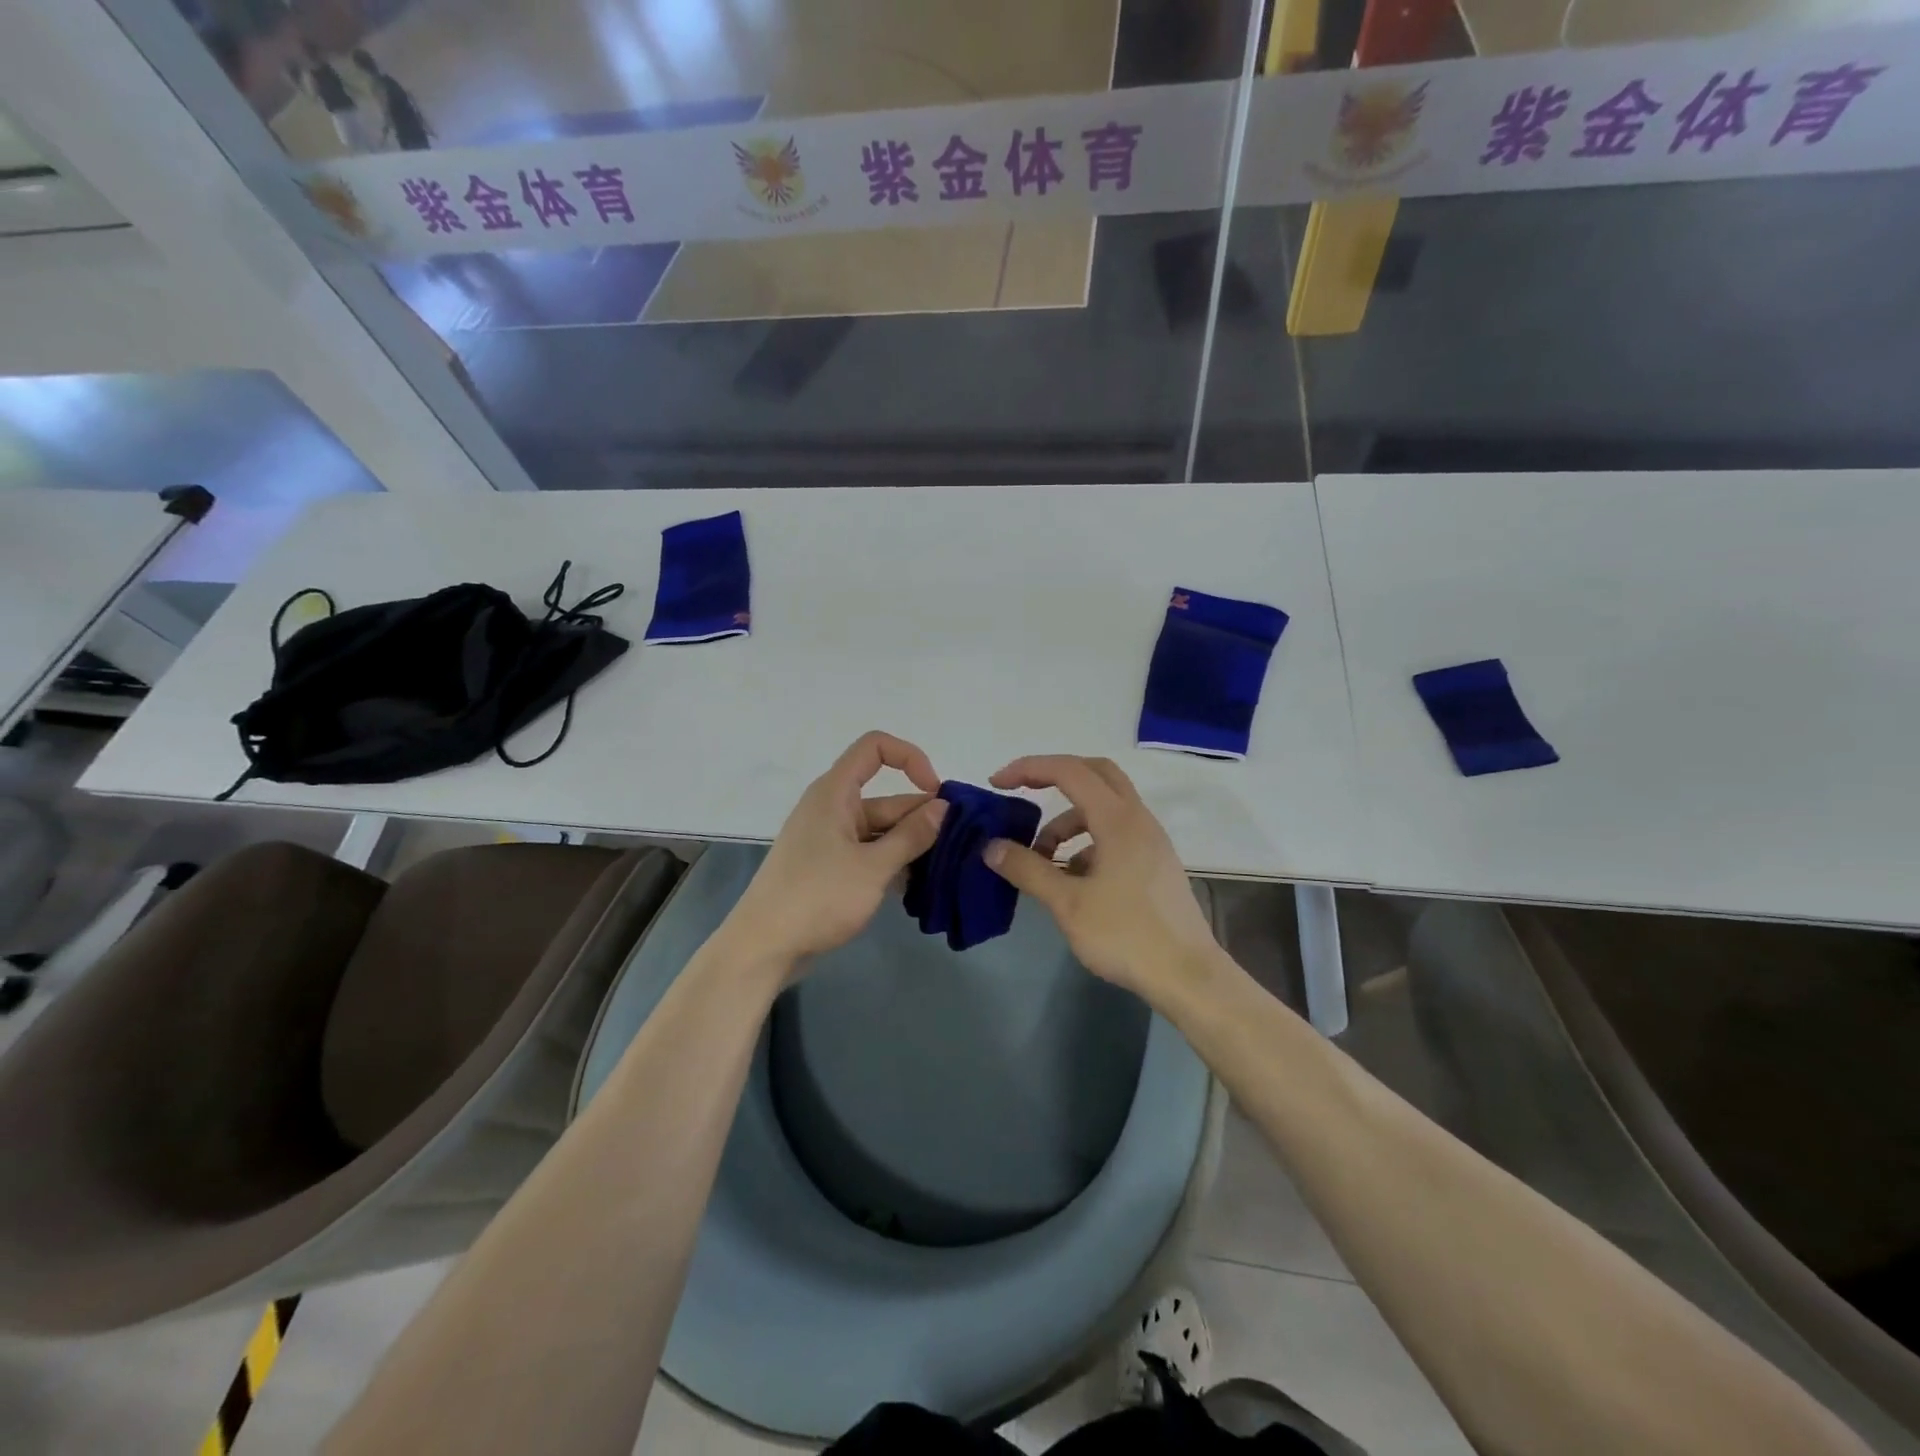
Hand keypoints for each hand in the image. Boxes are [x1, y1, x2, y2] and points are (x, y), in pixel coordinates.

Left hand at [720, 732, 947, 980]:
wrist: (763, 947)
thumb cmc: (817, 897)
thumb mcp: (873, 867)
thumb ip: (911, 836)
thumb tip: (943, 807)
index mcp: (835, 793)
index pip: (875, 748)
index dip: (910, 758)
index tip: (936, 793)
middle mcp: (832, 808)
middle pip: (886, 798)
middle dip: (922, 817)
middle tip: (960, 845)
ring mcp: (830, 840)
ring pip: (881, 830)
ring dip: (911, 845)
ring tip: (947, 869)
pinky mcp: (829, 868)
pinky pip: (869, 853)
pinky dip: (892, 864)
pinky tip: (918, 886)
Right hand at [983, 755, 1221, 1007]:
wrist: (1188, 977)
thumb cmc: (1126, 935)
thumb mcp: (1068, 904)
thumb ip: (1028, 869)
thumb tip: (991, 847)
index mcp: (1118, 819)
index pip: (1069, 771)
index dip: (1029, 769)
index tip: (998, 784)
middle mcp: (1138, 819)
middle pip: (1094, 774)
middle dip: (1053, 777)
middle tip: (1021, 794)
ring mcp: (1150, 840)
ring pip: (1104, 808)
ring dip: (1068, 821)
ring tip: (1042, 858)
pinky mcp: (1154, 862)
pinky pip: (1114, 833)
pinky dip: (1086, 842)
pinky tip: (1072, 879)